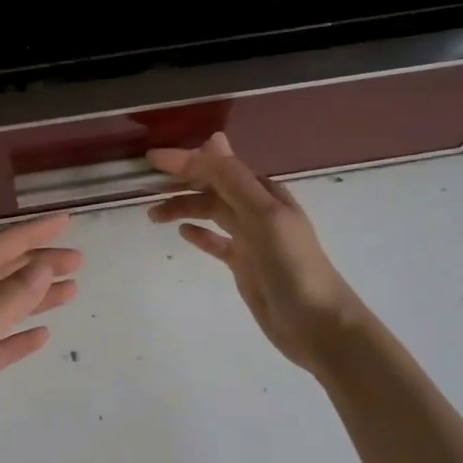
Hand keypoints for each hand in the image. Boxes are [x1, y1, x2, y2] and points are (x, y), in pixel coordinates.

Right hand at [147, 133, 368, 373]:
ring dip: (184, 208)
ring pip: (210, 213)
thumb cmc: (292, 266)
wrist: (317, 324)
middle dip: (181, 184)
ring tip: (153, 215)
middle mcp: (256, 211)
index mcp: (264, 193)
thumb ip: (235, 181)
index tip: (151, 159)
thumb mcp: (263, 217)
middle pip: (212, 189)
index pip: (218, 168)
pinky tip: (182, 233)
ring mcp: (250, 239)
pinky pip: (216, 242)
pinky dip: (199, 234)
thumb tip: (212, 138)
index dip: (185, 161)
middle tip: (146, 188)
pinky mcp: (244, 265)